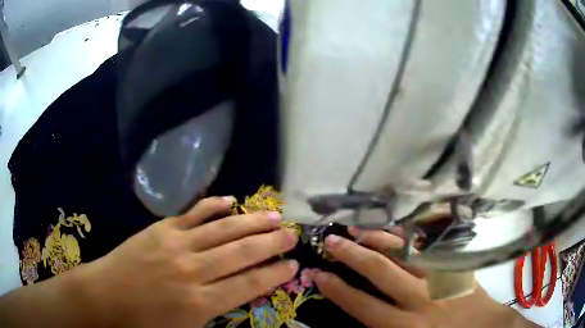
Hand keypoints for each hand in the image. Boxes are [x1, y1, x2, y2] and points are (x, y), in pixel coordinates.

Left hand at [79, 196, 298, 327]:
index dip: (275, 273)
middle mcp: (193, 271)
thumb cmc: (145, 323)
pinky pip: (193, 213)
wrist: (106, 297)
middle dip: (271, 243)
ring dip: (251, 222)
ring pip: (222, 229)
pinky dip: (213, 205)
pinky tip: (230, 200)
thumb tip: (241, 296)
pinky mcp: (161, 229)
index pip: (249, 284)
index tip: (293, 265)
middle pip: (241, 253)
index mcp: (200, 302)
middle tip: (291, 234)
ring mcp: (176, 245)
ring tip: (273, 215)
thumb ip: (216, 315)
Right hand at [313, 228, 537, 327]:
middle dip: (353, 255)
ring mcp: (442, 278)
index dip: (337, 290)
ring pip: (406, 253)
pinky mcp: (457, 266)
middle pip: (381, 272)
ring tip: (358, 227)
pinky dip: (413, 236)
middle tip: (331, 240)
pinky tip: (399, 226)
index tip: (318, 274)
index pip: (363, 306)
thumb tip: (360, 316)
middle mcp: (421, 300)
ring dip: (380, 239)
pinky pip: (432, 246)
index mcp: (406, 327)